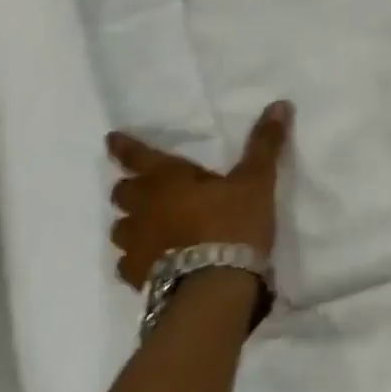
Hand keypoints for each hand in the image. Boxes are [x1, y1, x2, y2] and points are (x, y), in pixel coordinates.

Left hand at [107, 102, 292, 290]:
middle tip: (145, 189)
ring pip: (121, 228)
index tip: (111, 139)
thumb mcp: (256, 181)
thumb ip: (264, 144)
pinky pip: (128, 263)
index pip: (137, 155)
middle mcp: (143, 208)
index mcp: (166, 179)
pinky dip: (137, 259)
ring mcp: (136, 245)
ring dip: (133, 223)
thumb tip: (279, 104)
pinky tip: (153, 262)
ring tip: (150, 227)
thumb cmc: (233, 225)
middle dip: (131, 188)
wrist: (215, 288)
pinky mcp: (137, 277)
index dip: (124, 146)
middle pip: (122, 192)